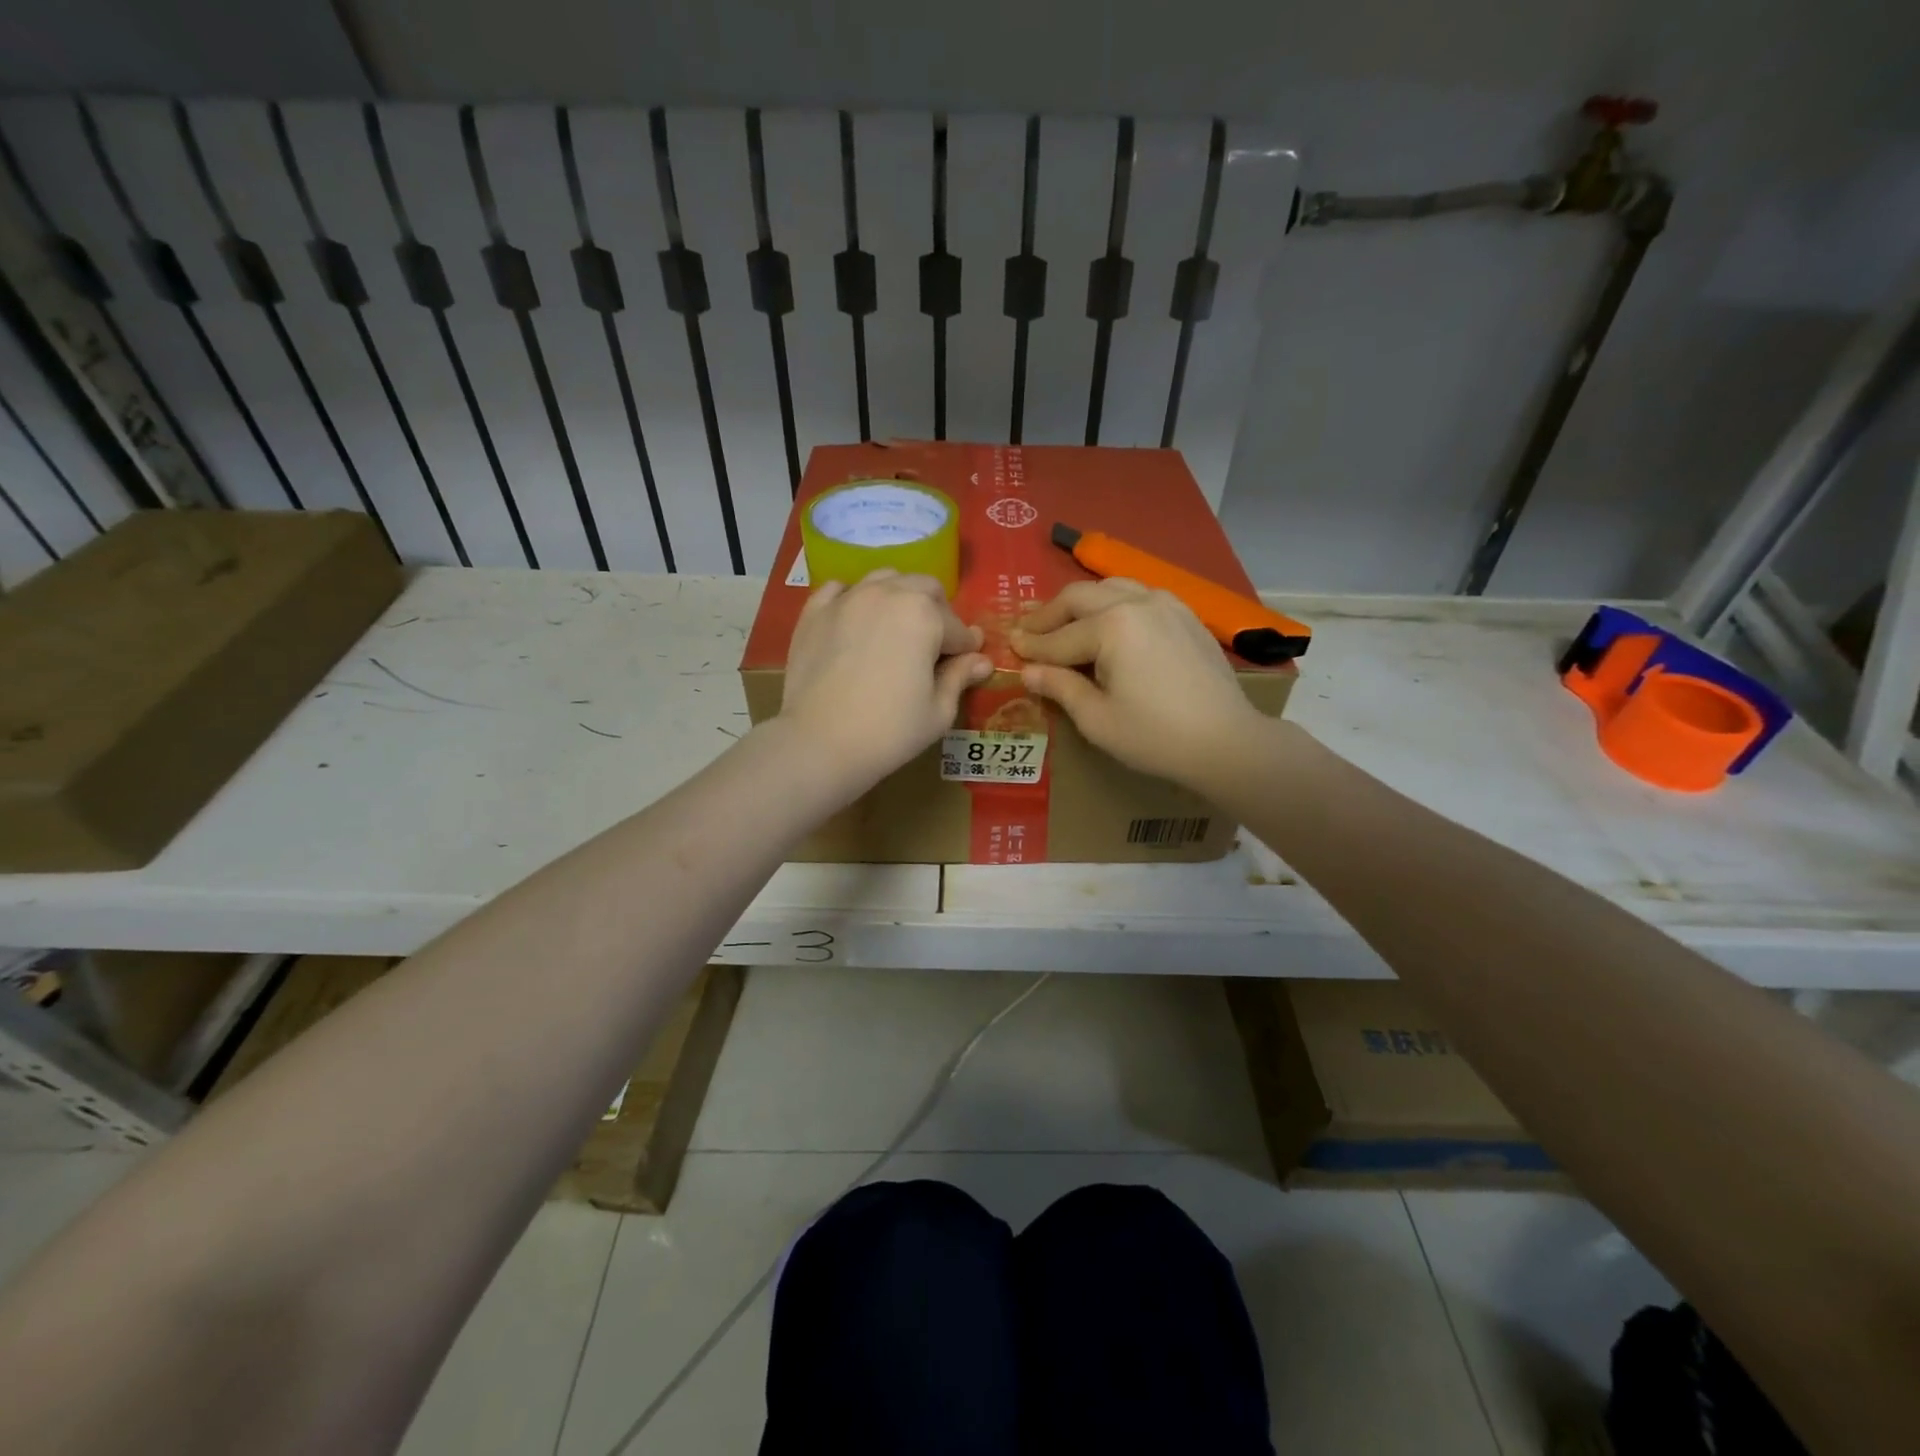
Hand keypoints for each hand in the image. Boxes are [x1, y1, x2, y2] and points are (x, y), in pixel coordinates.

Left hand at [777, 570, 990, 793]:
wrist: (818, 743)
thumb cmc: (889, 732)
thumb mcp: (938, 711)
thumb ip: (960, 677)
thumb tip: (982, 661)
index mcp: (924, 615)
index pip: (958, 628)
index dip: (966, 649)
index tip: (968, 664)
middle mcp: (887, 594)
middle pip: (925, 589)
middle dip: (938, 613)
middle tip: (935, 647)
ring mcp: (847, 599)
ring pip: (884, 580)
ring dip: (900, 598)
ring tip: (897, 630)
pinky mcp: (814, 612)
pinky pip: (840, 590)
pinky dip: (854, 599)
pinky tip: (856, 622)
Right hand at [1011, 579, 1269, 790]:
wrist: (1227, 741)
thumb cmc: (1155, 736)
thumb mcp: (1097, 719)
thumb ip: (1060, 687)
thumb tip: (1028, 671)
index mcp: (1112, 626)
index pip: (1059, 637)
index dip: (1031, 646)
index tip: (1009, 647)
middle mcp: (1137, 601)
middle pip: (1080, 597)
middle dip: (1049, 614)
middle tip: (1028, 631)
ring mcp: (1166, 603)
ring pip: (1110, 587)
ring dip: (1081, 603)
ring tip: (1063, 622)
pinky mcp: (1185, 614)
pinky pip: (1139, 595)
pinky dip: (1113, 603)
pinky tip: (1107, 623)